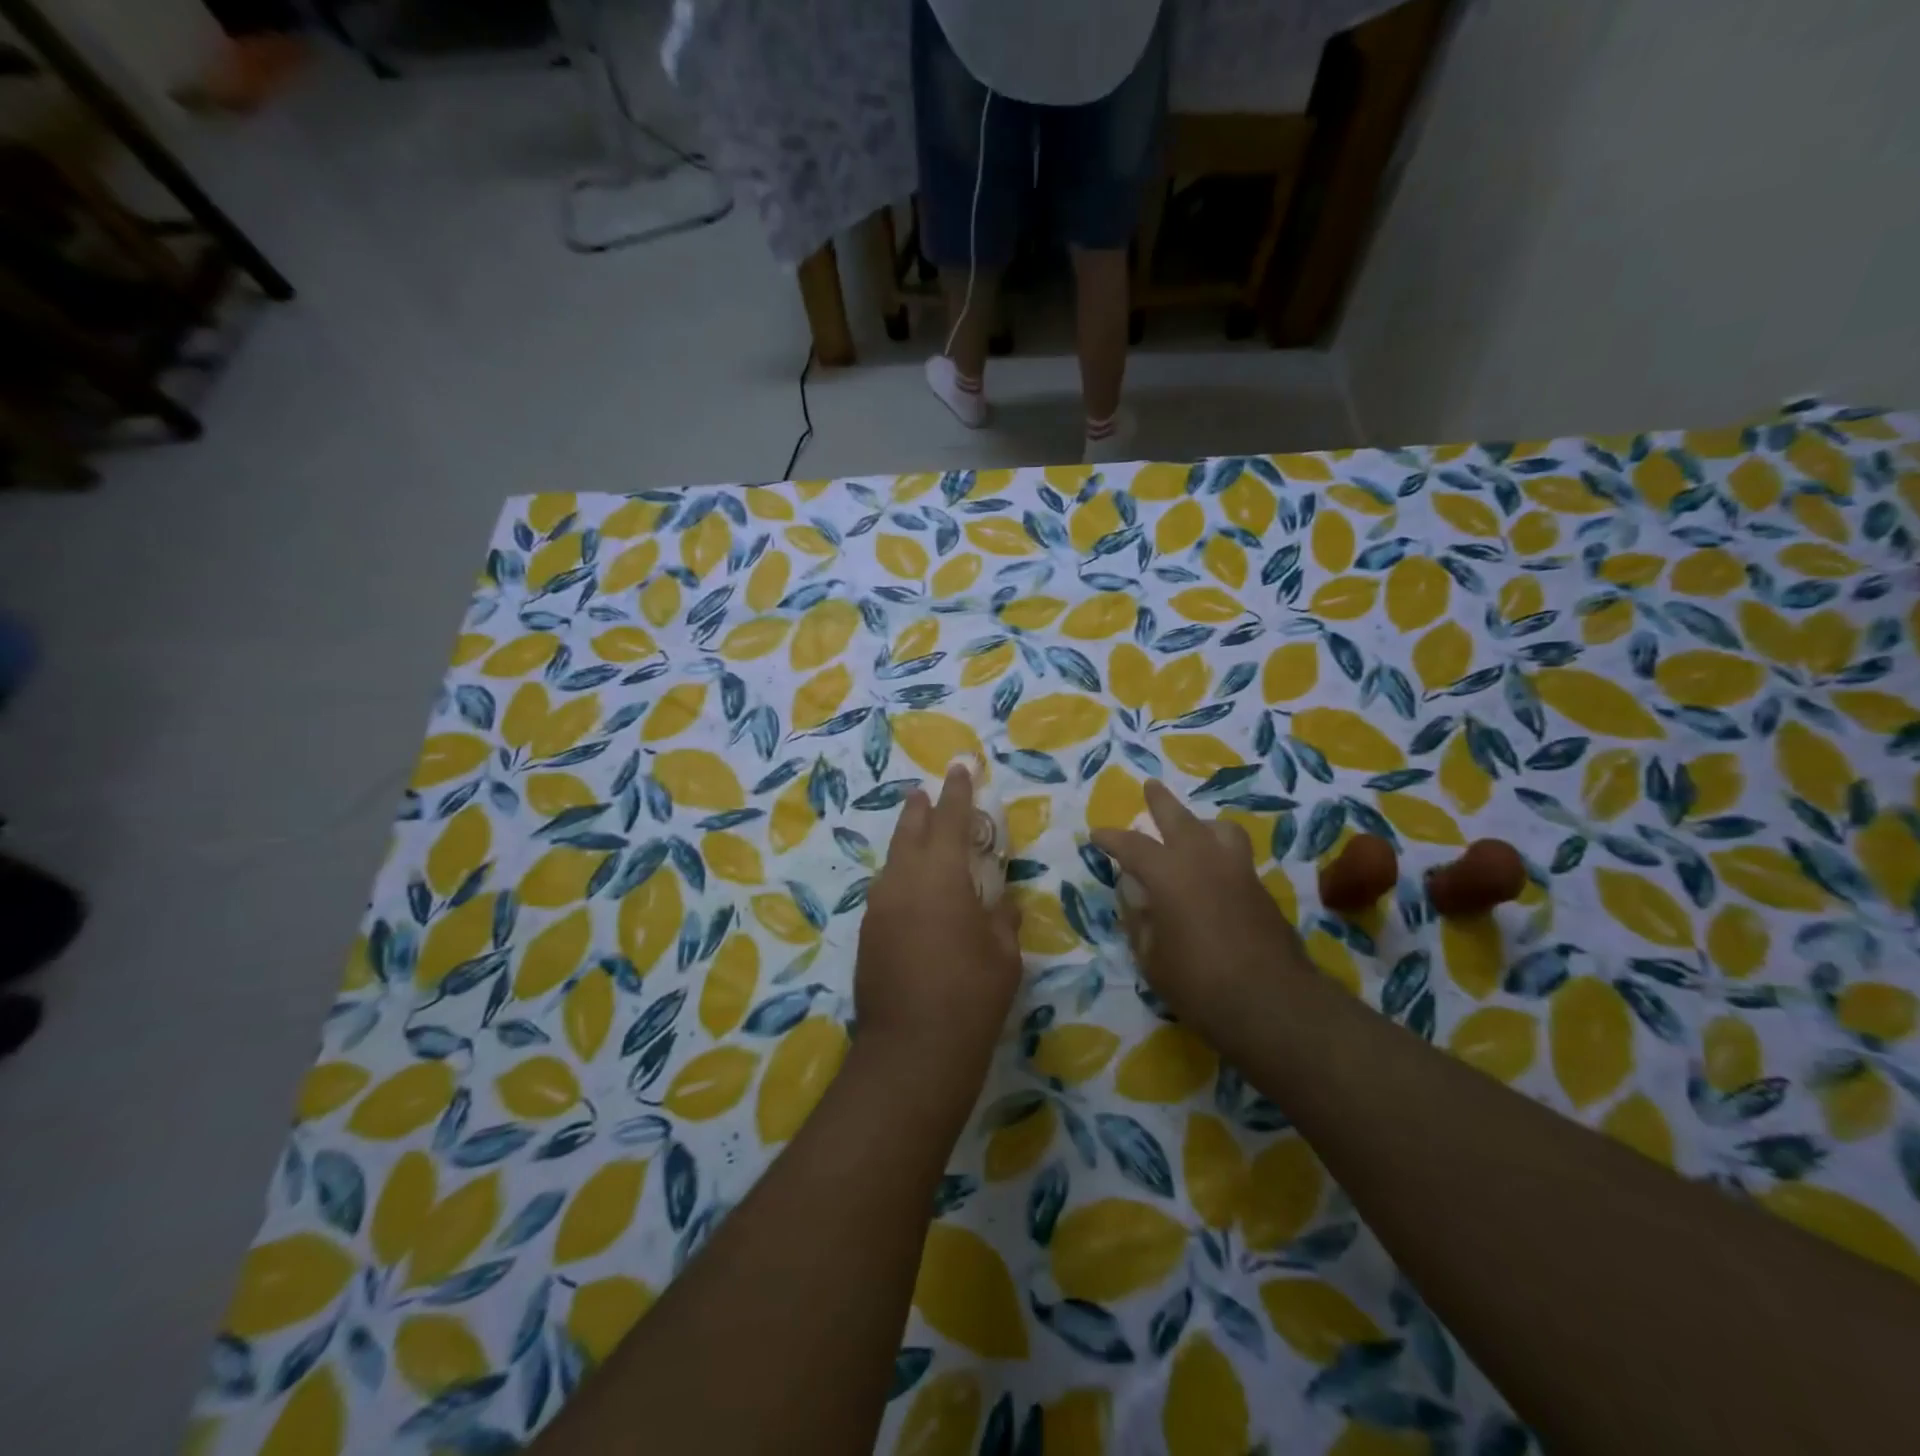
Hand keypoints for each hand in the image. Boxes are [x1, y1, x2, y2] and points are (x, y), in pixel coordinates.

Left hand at [855, 764, 1022, 1123]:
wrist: (912, 1052)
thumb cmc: (971, 996)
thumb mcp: (1003, 954)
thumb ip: (1001, 917)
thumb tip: (999, 902)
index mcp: (941, 876)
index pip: (951, 819)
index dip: (958, 791)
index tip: (960, 767)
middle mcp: (903, 881)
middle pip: (911, 831)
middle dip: (922, 809)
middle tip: (927, 792)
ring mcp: (879, 907)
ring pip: (894, 860)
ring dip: (908, 842)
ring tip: (920, 835)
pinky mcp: (868, 934)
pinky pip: (887, 890)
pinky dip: (901, 877)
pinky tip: (912, 891)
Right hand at [1093, 779, 1309, 1048]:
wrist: (1272, 1003)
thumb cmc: (1198, 983)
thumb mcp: (1151, 957)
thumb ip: (1138, 918)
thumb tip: (1133, 891)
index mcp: (1168, 873)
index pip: (1132, 845)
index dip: (1111, 839)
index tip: (1097, 835)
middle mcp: (1203, 860)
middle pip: (1179, 818)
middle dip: (1160, 802)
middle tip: (1150, 787)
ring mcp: (1237, 871)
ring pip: (1218, 829)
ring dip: (1200, 823)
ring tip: (1192, 831)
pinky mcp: (1260, 889)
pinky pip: (1235, 855)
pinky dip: (1219, 851)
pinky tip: (1212, 873)